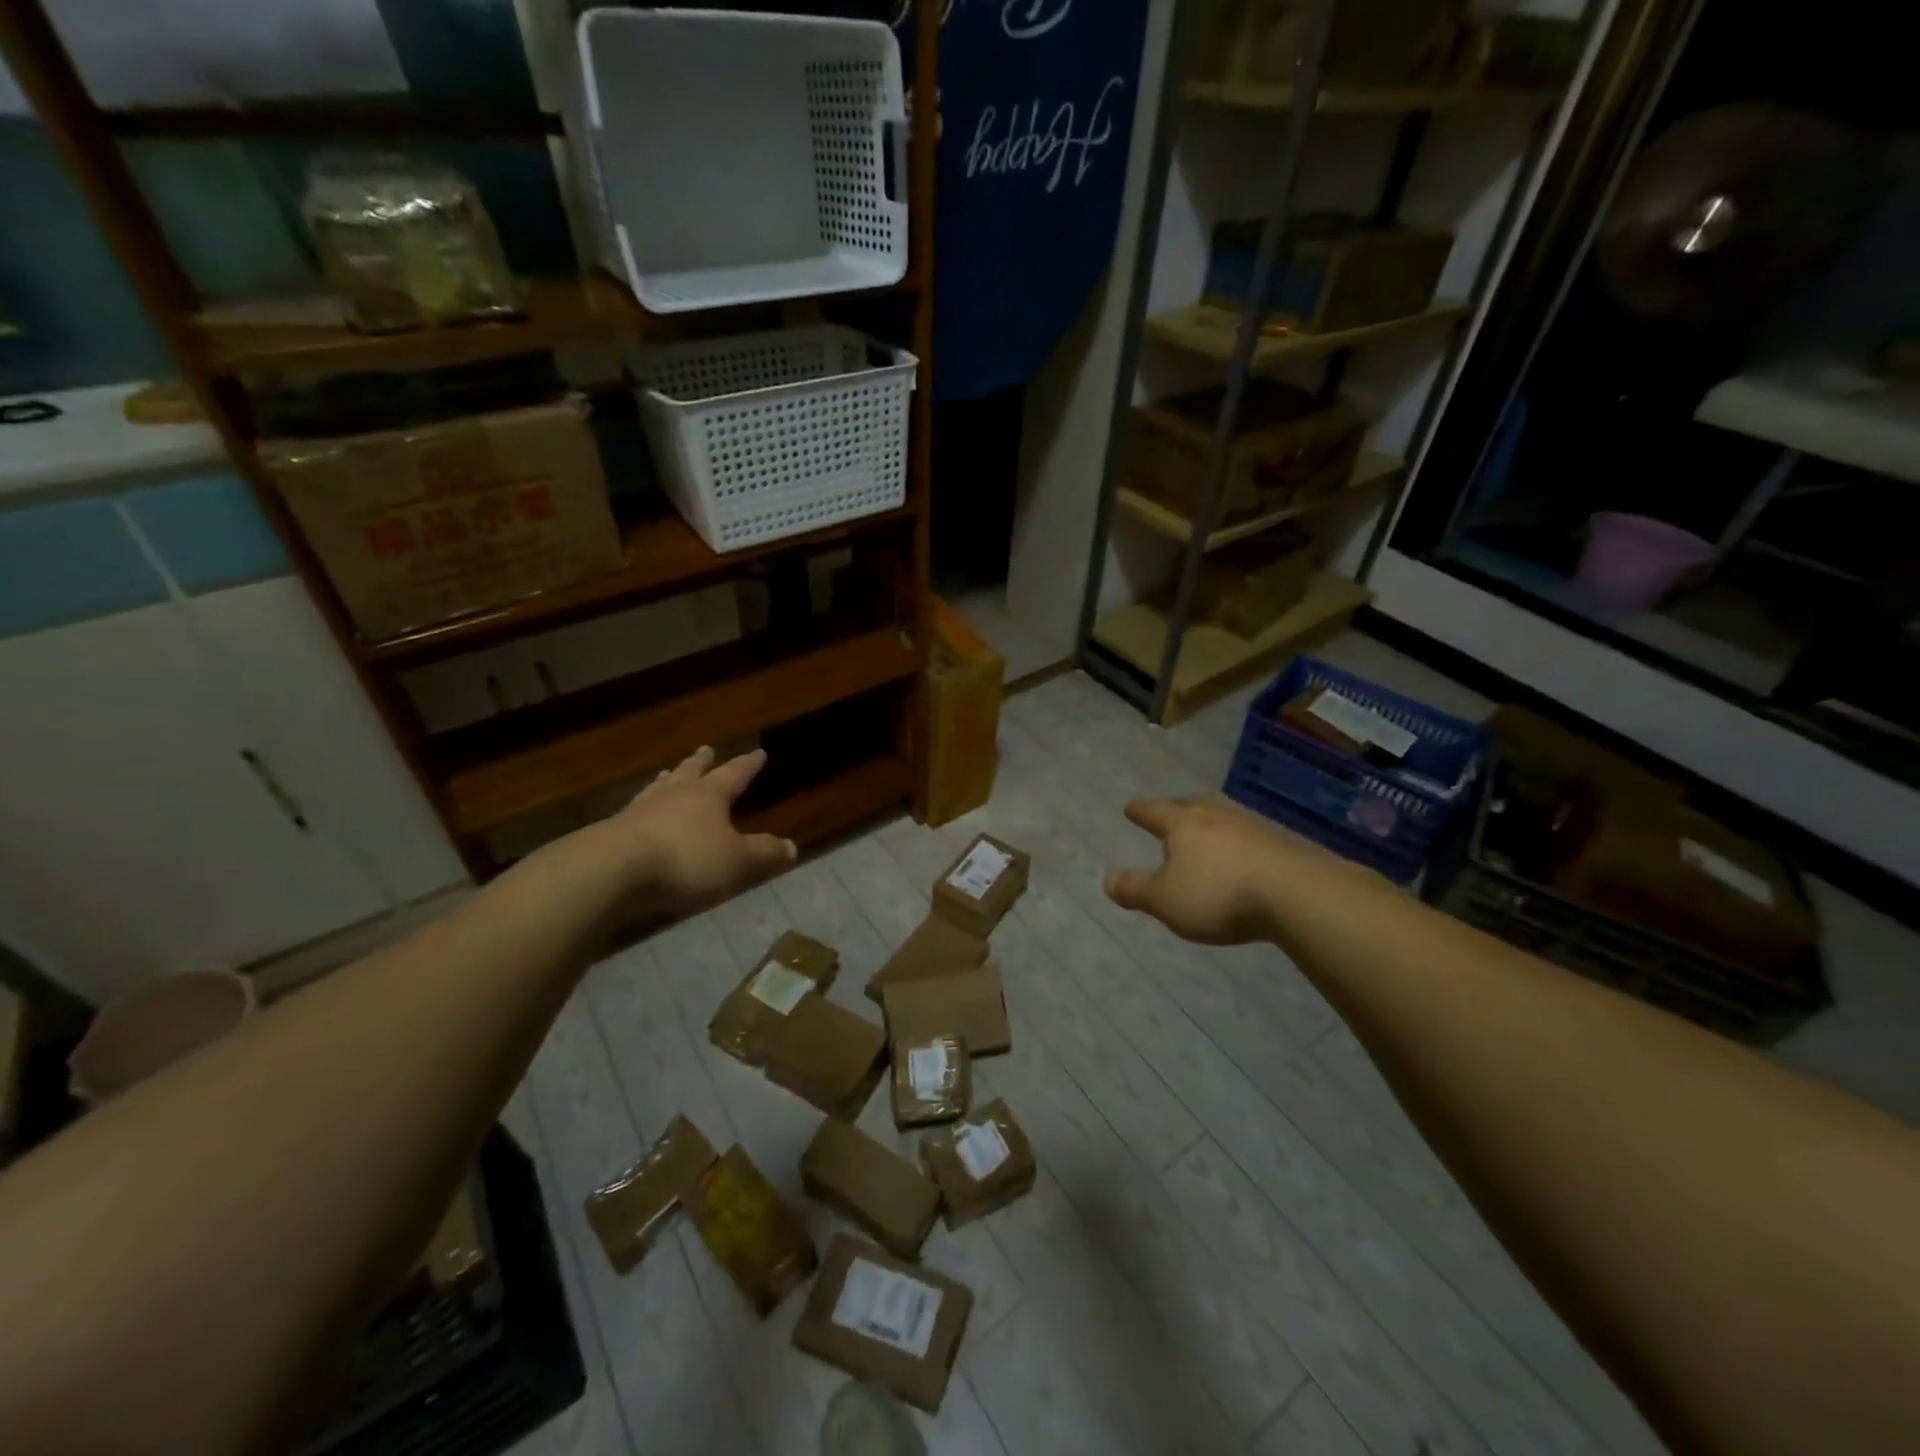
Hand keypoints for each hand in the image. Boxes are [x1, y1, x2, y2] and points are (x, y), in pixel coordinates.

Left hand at [592, 746, 795, 916]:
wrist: (613, 870)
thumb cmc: (686, 860)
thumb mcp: (736, 861)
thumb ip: (764, 853)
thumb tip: (793, 847)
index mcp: (708, 796)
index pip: (734, 774)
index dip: (748, 765)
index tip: (758, 752)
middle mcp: (675, 794)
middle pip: (691, 772)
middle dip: (702, 762)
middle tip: (706, 749)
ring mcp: (640, 810)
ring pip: (659, 787)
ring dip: (668, 779)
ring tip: (668, 773)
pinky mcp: (613, 831)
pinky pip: (636, 812)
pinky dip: (643, 808)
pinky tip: (638, 812)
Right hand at [1104, 795, 1349, 944]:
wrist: (1298, 893)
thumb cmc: (1219, 894)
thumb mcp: (1165, 900)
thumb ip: (1135, 889)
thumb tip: (1107, 879)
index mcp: (1182, 823)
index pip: (1153, 811)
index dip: (1139, 811)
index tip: (1130, 807)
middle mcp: (1216, 814)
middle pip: (1191, 804)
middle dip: (1177, 809)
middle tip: (1170, 812)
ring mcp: (1254, 824)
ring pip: (1224, 816)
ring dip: (1212, 822)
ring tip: (1207, 831)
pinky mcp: (1285, 841)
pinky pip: (1252, 835)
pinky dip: (1241, 842)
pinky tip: (1244, 854)